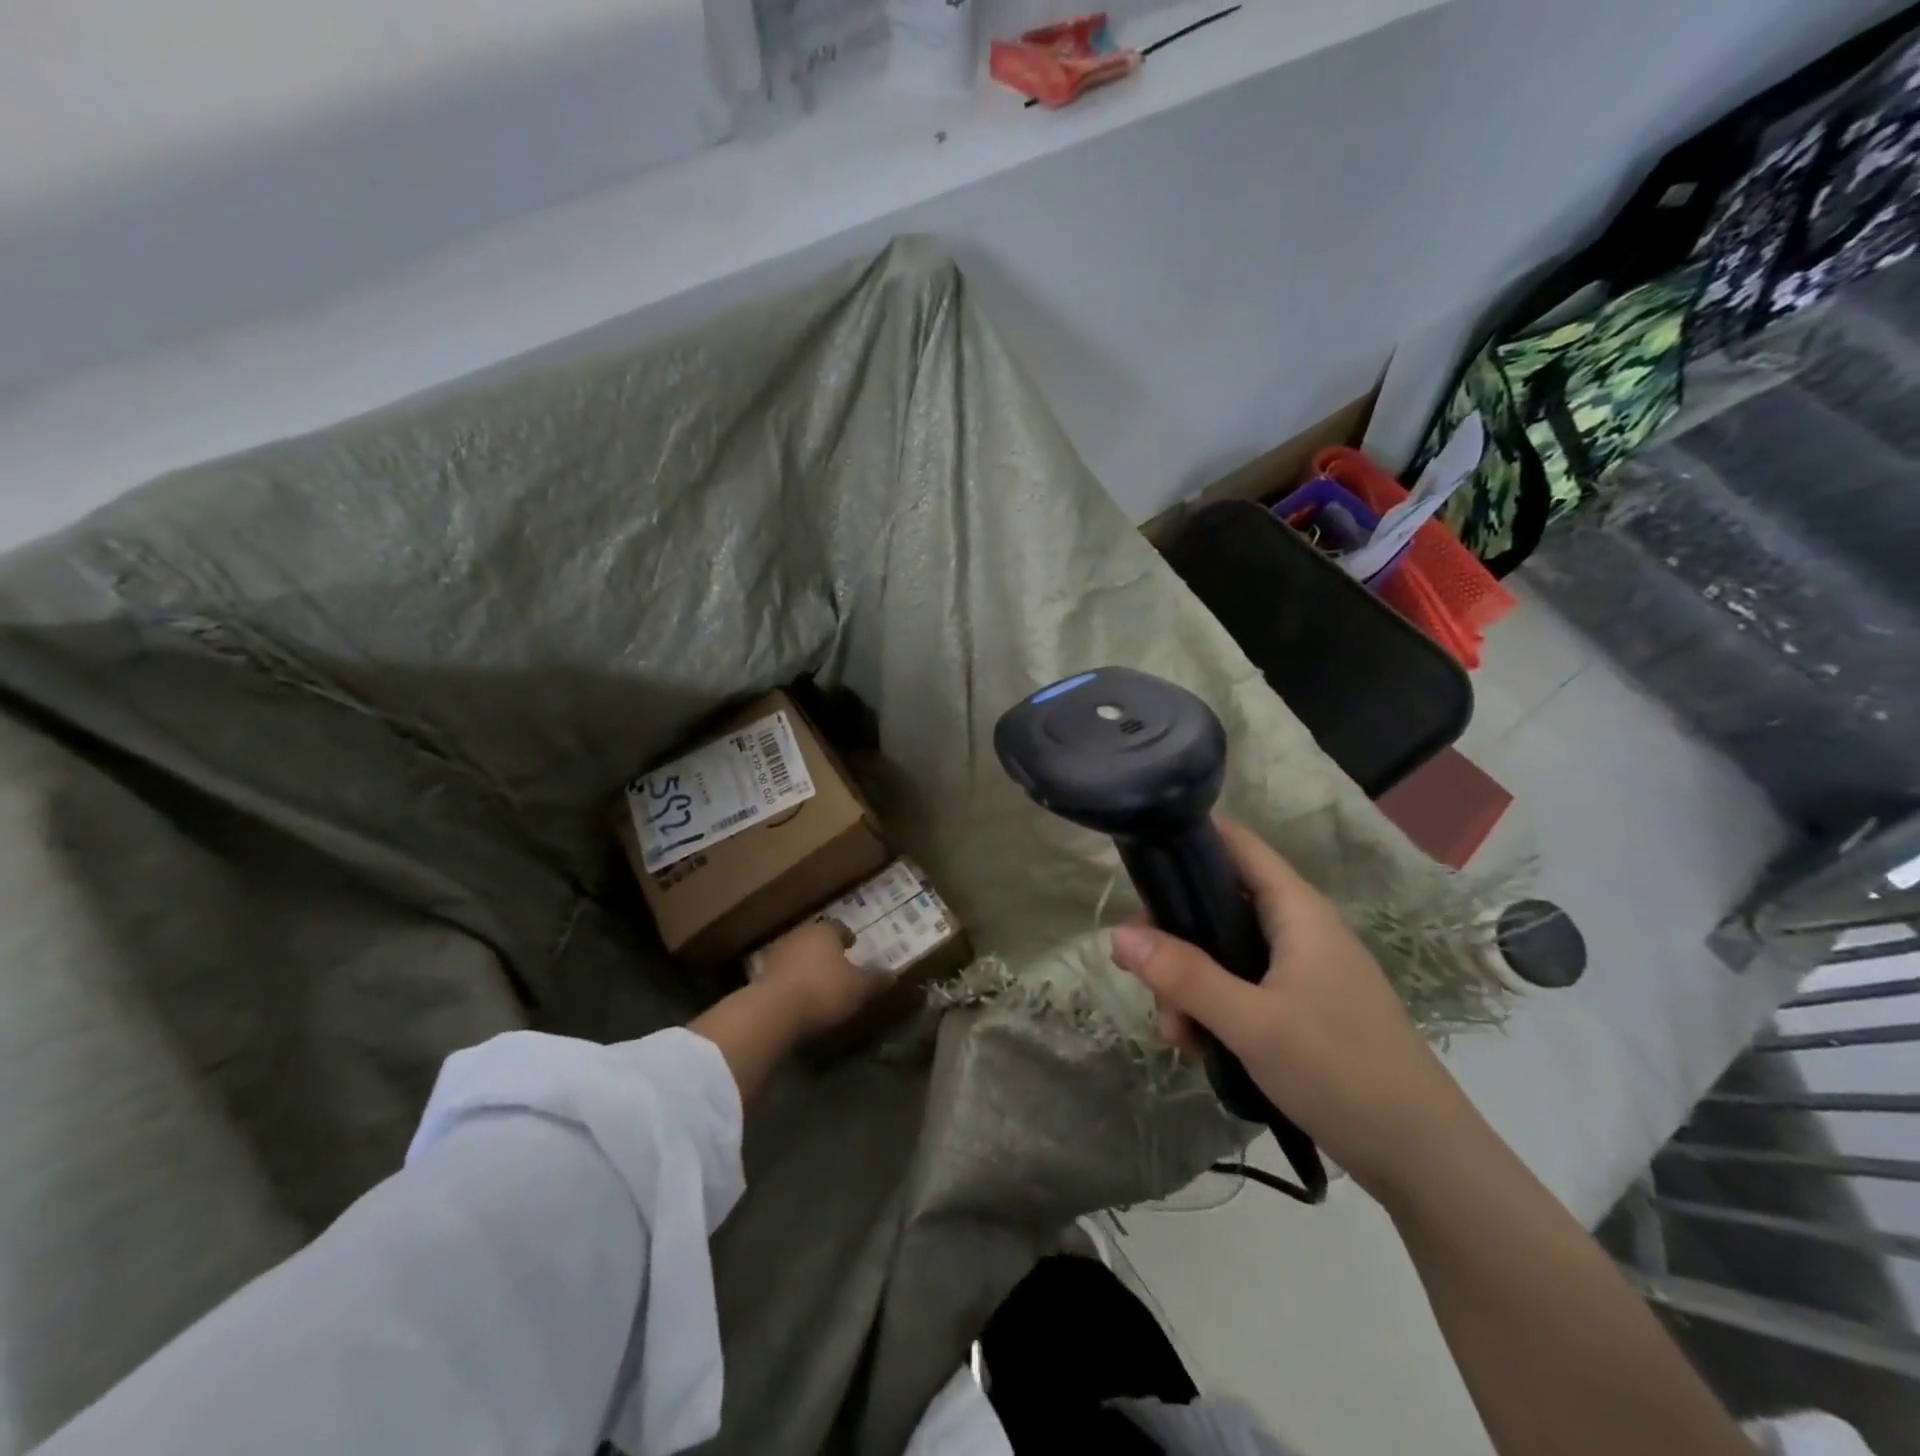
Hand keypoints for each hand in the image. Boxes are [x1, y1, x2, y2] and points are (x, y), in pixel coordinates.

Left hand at [751, 918, 891, 1038]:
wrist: (773, 1011)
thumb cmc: (823, 990)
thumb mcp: (859, 988)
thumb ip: (876, 980)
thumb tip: (893, 974)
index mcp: (824, 931)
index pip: (838, 927)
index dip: (846, 937)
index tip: (852, 945)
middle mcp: (799, 935)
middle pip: (814, 938)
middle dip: (824, 949)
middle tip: (835, 962)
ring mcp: (776, 954)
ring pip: (796, 954)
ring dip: (805, 964)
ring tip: (817, 980)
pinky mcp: (760, 976)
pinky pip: (782, 974)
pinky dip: (791, 981)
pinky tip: (798, 996)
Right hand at [1108, 819, 1480, 1200]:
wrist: (1425, 1160)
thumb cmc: (1341, 1071)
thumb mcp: (1251, 1023)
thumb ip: (1184, 976)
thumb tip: (1117, 935)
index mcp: (1297, 911)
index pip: (1237, 844)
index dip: (1188, 839)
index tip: (1137, 861)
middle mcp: (1299, 929)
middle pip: (1217, 904)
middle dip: (1174, 938)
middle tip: (1144, 979)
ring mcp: (1302, 969)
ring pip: (1224, 952)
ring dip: (1189, 984)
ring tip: (1176, 1035)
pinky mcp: (1302, 1006)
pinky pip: (1242, 987)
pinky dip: (1213, 1008)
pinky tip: (1198, 1047)